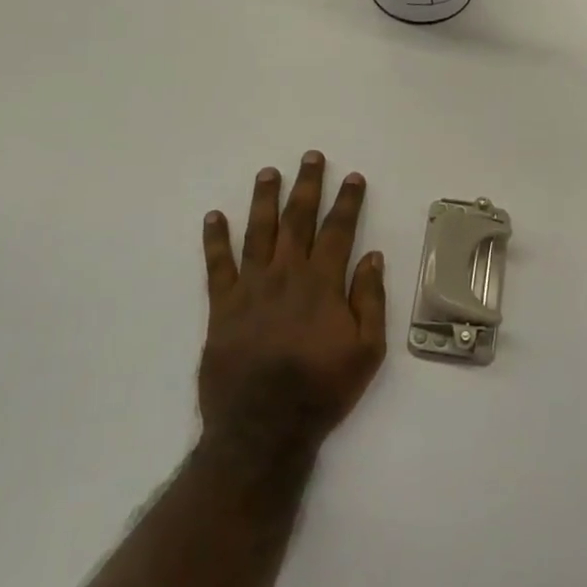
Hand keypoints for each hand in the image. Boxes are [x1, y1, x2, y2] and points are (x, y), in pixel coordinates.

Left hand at [198, 152, 385, 464]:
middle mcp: (286, 275)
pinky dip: (215, 239)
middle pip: (297, 220)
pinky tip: (214, 217)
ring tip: (268, 172)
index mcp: (323, 284)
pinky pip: (217, 266)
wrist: (263, 428)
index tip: (353, 177)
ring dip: (264, 199)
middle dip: (307, 186)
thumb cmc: (322, 389)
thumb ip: (370, 300)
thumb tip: (372, 257)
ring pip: (258, 232)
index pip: (338, 231)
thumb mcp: (367, 350)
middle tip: (311, 157)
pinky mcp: (222, 307)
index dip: (347, 202)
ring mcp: (250, 289)